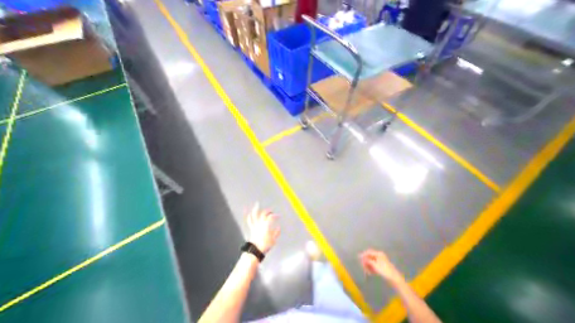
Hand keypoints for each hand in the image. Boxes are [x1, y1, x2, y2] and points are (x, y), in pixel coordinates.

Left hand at [246, 204, 279, 253]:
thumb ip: (276, 233)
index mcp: (266, 225)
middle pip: (263, 214)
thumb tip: (279, 227)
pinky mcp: (251, 228)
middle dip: (267, 211)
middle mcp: (260, 223)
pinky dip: (249, 216)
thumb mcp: (273, 240)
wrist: (255, 250)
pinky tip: (248, 212)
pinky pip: (250, 221)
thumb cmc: (265, 245)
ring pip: (255, 215)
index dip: (275, 215)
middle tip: (271, 210)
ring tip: (257, 204)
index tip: (278, 216)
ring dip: (256, 209)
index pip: (271, 217)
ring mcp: (255, 225)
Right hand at [358, 248, 403, 283]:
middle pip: (370, 257)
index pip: (369, 252)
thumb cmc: (384, 270)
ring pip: (372, 262)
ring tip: (366, 271)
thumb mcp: (375, 265)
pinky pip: (375, 266)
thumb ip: (368, 261)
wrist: (395, 279)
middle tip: (362, 266)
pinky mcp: (382, 267)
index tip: (359, 257)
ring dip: (368, 266)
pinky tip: (370, 272)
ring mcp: (381, 262)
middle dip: (366, 261)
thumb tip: (362, 258)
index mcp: (379, 254)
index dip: (363, 254)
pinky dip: (372, 268)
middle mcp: (380, 256)